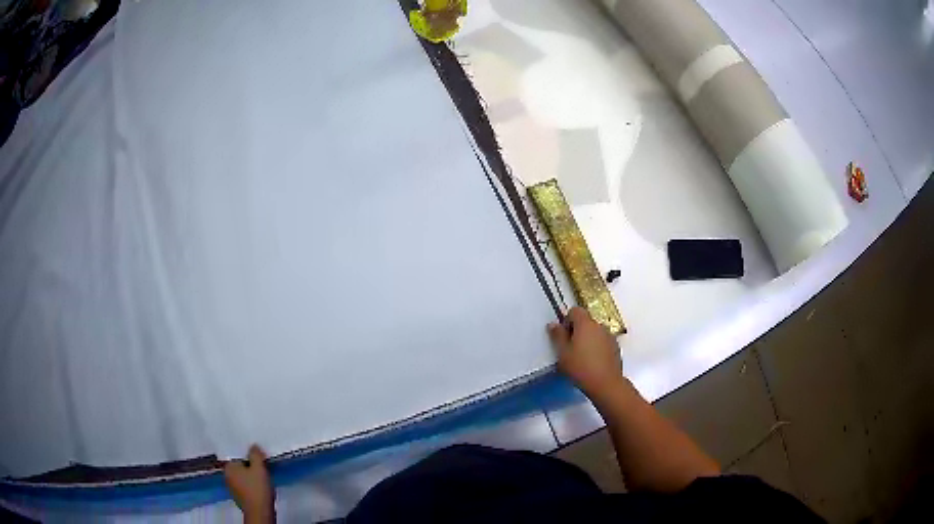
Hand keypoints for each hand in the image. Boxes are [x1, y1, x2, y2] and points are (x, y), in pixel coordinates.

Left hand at [224, 445, 274, 523]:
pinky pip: (245, 486)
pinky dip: (251, 485)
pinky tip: (260, 488)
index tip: (259, 458)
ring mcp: (232, 488)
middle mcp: (226, 476)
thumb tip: (253, 446)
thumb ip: (255, 454)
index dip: (249, 456)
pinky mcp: (239, 497)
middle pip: (239, 466)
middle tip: (262, 467)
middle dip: (249, 466)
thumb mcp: (259, 468)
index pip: (237, 456)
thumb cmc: (257, 488)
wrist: (259, 512)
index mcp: (228, 467)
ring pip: (242, 477)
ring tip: (263, 477)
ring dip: (250, 476)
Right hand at [548, 306, 627, 405]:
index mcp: (585, 324)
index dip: (567, 320)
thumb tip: (554, 324)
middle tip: (570, 349)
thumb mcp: (563, 353)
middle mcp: (599, 326)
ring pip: (595, 332)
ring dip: (588, 339)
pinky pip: (603, 341)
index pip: (575, 310)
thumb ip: (558, 336)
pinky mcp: (616, 347)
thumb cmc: (581, 367)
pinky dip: (597, 347)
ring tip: (582, 357)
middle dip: (577, 331)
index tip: (564, 336)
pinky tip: (593, 362)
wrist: (606, 383)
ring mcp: (610, 336)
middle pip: (586, 321)